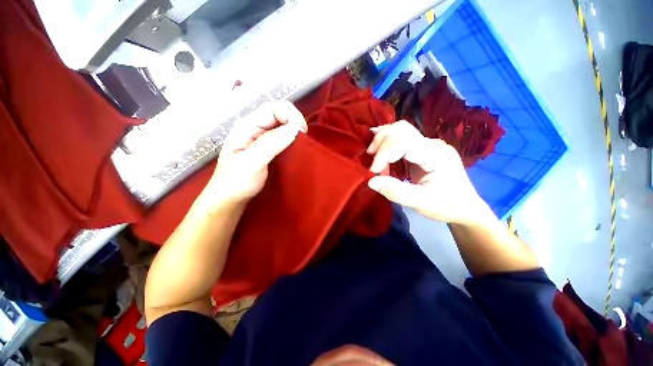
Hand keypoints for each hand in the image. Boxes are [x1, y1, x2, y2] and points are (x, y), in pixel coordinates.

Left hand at [208, 101, 307, 202]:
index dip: (291, 115)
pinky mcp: (268, 147)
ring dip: (295, 130)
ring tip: (302, 144)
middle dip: (295, 121)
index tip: (303, 132)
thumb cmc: (236, 181)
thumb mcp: (252, 162)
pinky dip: (293, 139)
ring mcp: (261, 137)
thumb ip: (271, 143)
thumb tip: (295, 128)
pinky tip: (296, 148)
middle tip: (304, 139)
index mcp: (247, 125)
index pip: (273, 108)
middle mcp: (255, 127)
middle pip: (279, 112)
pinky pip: (283, 136)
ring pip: (283, 124)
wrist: (231, 197)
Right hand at [367, 121, 491, 224]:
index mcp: (436, 155)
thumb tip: (371, 181)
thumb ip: (396, 192)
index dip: (384, 155)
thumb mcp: (421, 203)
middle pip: (401, 130)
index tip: (373, 172)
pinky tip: (378, 150)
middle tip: (371, 161)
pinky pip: (401, 139)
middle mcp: (432, 144)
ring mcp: (428, 145)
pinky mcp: (422, 149)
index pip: (404, 142)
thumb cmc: (447, 206)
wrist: (465, 207)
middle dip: (381, 143)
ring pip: (400, 131)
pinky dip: (387, 144)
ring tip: (373, 156)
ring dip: (382, 142)